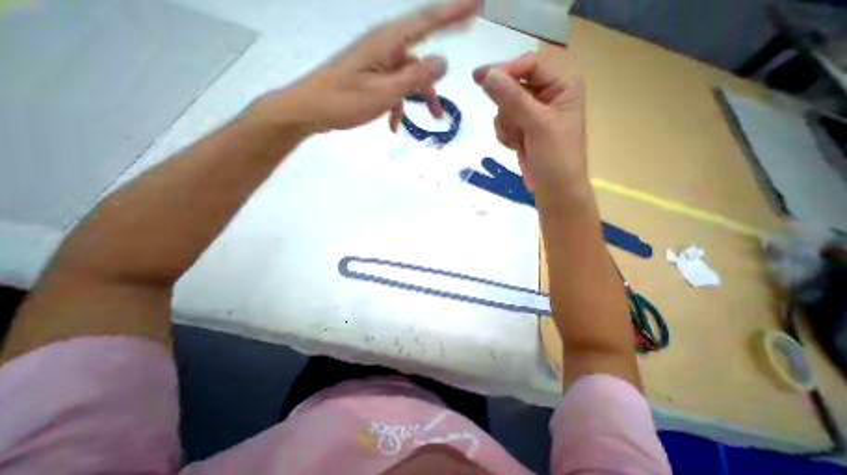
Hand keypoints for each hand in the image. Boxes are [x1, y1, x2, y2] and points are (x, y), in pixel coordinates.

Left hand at [255, 1, 479, 133]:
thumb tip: (443, 62)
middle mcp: (384, 46)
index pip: (427, 22)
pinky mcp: (371, 75)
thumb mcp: (384, 93)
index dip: (453, 13)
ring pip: (409, 75)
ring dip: (420, 95)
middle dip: (439, 66)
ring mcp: (377, 62)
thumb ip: (414, 77)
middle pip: (421, 51)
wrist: (311, 110)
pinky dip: (399, 104)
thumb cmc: (344, 101)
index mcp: (387, 42)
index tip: (476, 5)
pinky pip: (393, 86)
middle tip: (463, 52)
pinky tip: (394, 124)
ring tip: (432, 118)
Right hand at [473, 52, 587, 204]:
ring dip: (507, 126)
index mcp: (564, 83)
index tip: (479, 78)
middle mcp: (549, 92)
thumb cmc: (555, 157)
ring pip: (505, 105)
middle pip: (514, 84)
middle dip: (508, 108)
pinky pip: (503, 121)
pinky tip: (516, 146)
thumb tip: (487, 75)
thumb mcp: (537, 125)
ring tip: (520, 142)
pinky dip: (506, 135)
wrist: (554, 189)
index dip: (505, 70)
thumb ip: (513, 99)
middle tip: (513, 127)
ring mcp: (534, 111)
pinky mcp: (523, 126)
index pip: (530, 64)